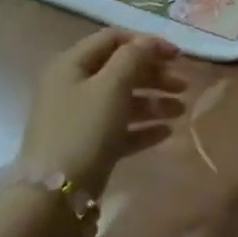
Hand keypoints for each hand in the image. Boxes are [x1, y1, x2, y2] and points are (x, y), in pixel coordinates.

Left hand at [20, 29, 184, 195]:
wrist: (54, 197)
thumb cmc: (84, 130)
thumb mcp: (112, 86)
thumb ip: (134, 57)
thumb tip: (149, 41)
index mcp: (72, 64)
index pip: (113, 39)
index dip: (147, 43)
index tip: (177, 56)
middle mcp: (72, 86)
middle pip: (120, 70)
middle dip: (154, 75)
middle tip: (183, 86)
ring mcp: (78, 118)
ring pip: (122, 101)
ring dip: (153, 102)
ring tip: (181, 111)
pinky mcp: (86, 146)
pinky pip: (119, 128)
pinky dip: (142, 127)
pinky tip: (167, 133)